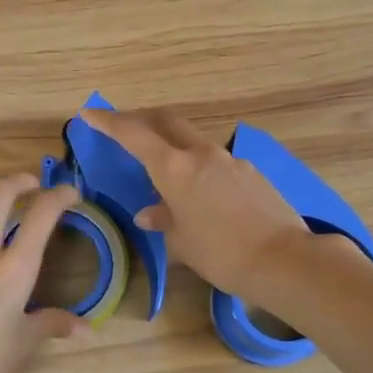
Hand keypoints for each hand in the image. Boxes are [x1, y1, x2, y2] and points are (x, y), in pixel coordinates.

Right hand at [78, 106, 310, 303]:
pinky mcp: (251, 172)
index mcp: (174, 168)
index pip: (133, 134)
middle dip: (141, 119)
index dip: (108, 121)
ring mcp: (230, 160)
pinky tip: (202, 194)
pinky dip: (198, 168)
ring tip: (164, 169)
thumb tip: (149, 213)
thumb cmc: (221, 253)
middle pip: (166, 121)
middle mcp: (201, 154)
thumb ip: (163, 220)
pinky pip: (216, 162)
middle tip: (123, 126)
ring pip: (192, 141)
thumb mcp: (182, 242)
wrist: (283, 259)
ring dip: (172, 145)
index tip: (89, 113)